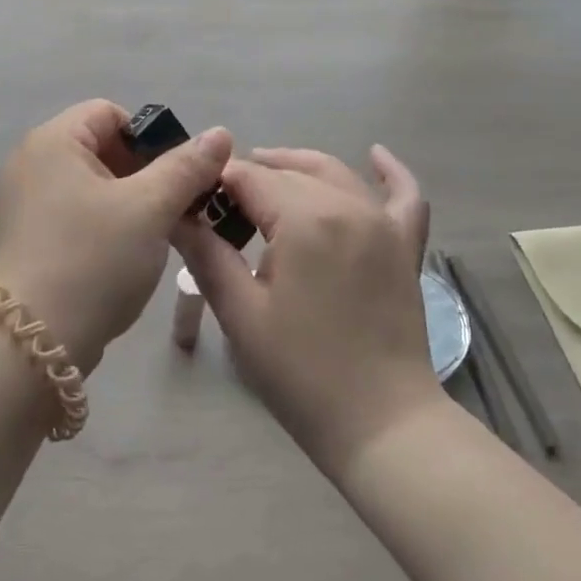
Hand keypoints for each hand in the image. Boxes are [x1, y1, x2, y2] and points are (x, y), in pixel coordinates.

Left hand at [0, 100, 232, 374]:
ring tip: (151, 238)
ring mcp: (21, 203)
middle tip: (170, 210)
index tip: (174, 179)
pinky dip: (100, 226)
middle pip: (99, 148)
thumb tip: (220, 133)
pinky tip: (119, 260)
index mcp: (52, 141)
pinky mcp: (23, 239)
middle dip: (142, 174)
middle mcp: (29, 163)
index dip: (149, 138)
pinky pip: (71, 215)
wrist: (28, 345)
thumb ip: (186, 167)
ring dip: (126, 203)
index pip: (109, 113)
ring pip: (89, 185)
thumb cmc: (92, 260)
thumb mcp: (149, 208)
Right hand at [175, 145, 442, 477]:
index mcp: (304, 219)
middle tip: (219, 202)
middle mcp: (346, 205)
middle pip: (289, 171)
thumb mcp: (241, 313)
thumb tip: (176, 213)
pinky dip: (389, 172)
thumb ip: (206, 253)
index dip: (217, 183)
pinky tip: (375, 155)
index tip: (193, 201)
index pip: (250, 177)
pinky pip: (404, 195)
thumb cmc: (301, 372)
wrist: (382, 425)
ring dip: (296, 167)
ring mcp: (382, 222)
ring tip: (265, 174)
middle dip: (251, 177)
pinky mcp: (404, 245)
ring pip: (333, 172)